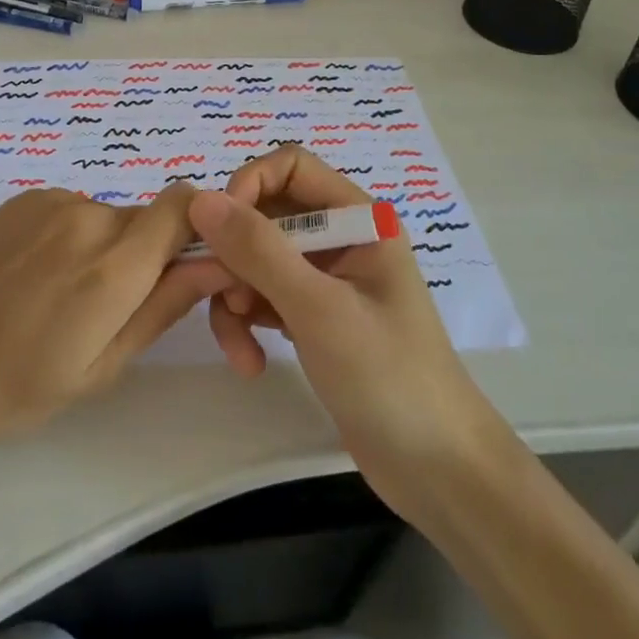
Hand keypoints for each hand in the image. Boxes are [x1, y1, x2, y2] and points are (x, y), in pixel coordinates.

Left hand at [0, 184, 219, 510]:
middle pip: (148, 218)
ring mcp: (49, 202)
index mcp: (113, 265)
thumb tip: (214, 264)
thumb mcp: (97, 369)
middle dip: (148, 254)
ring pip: (108, 217)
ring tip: (61, 300)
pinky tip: (31, 281)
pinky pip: (71, 212)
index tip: (188, 267)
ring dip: (106, 249)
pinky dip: (72, 239)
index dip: (200, 227)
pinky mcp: (20, 200)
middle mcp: (87, 216)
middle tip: (113, 309)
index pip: (186, 205)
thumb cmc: (8, 390)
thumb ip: (162, 308)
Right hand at [186, 148, 501, 512]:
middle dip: (236, 255)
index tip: (219, 229)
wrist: (437, 472)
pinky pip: (264, 297)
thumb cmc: (389, 378)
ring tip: (238, 346)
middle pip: (267, 216)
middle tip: (218, 296)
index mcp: (359, 218)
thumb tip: (201, 199)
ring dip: (236, 296)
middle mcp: (341, 238)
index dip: (249, 186)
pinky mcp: (315, 317)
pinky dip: (248, 322)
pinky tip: (250, 361)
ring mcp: (327, 279)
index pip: (291, 167)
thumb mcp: (319, 309)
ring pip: (258, 260)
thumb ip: (259, 251)